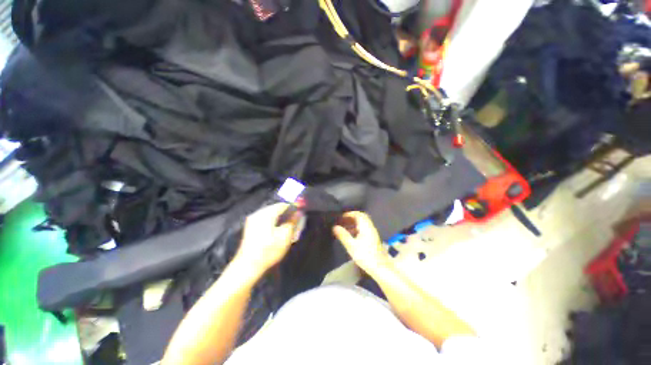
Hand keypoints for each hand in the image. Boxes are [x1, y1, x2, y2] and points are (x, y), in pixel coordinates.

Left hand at [234, 203, 300, 278]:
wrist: (248, 266)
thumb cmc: (269, 250)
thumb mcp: (285, 236)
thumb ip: (293, 222)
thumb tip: (299, 212)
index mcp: (266, 213)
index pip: (283, 205)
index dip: (293, 208)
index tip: (300, 214)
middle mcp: (258, 213)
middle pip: (276, 209)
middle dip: (286, 214)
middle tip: (294, 222)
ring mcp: (252, 220)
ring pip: (270, 214)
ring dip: (280, 218)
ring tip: (287, 227)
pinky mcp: (250, 227)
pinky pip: (264, 219)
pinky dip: (273, 222)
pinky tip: (276, 231)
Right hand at [333, 211, 388, 273]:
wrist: (380, 268)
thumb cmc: (365, 256)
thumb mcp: (351, 246)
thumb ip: (343, 235)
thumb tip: (334, 227)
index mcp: (366, 227)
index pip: (358, 214)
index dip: (349, 214)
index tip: (341, 217)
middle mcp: (370, 227)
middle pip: (361, 217)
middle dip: (350, 218)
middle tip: (342, 221)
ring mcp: (372, 233)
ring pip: (362, 223)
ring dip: (353, 223)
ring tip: (344, 228)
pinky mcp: (373, 238)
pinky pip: (364, 229)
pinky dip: (356, 229)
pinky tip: (351, 235)